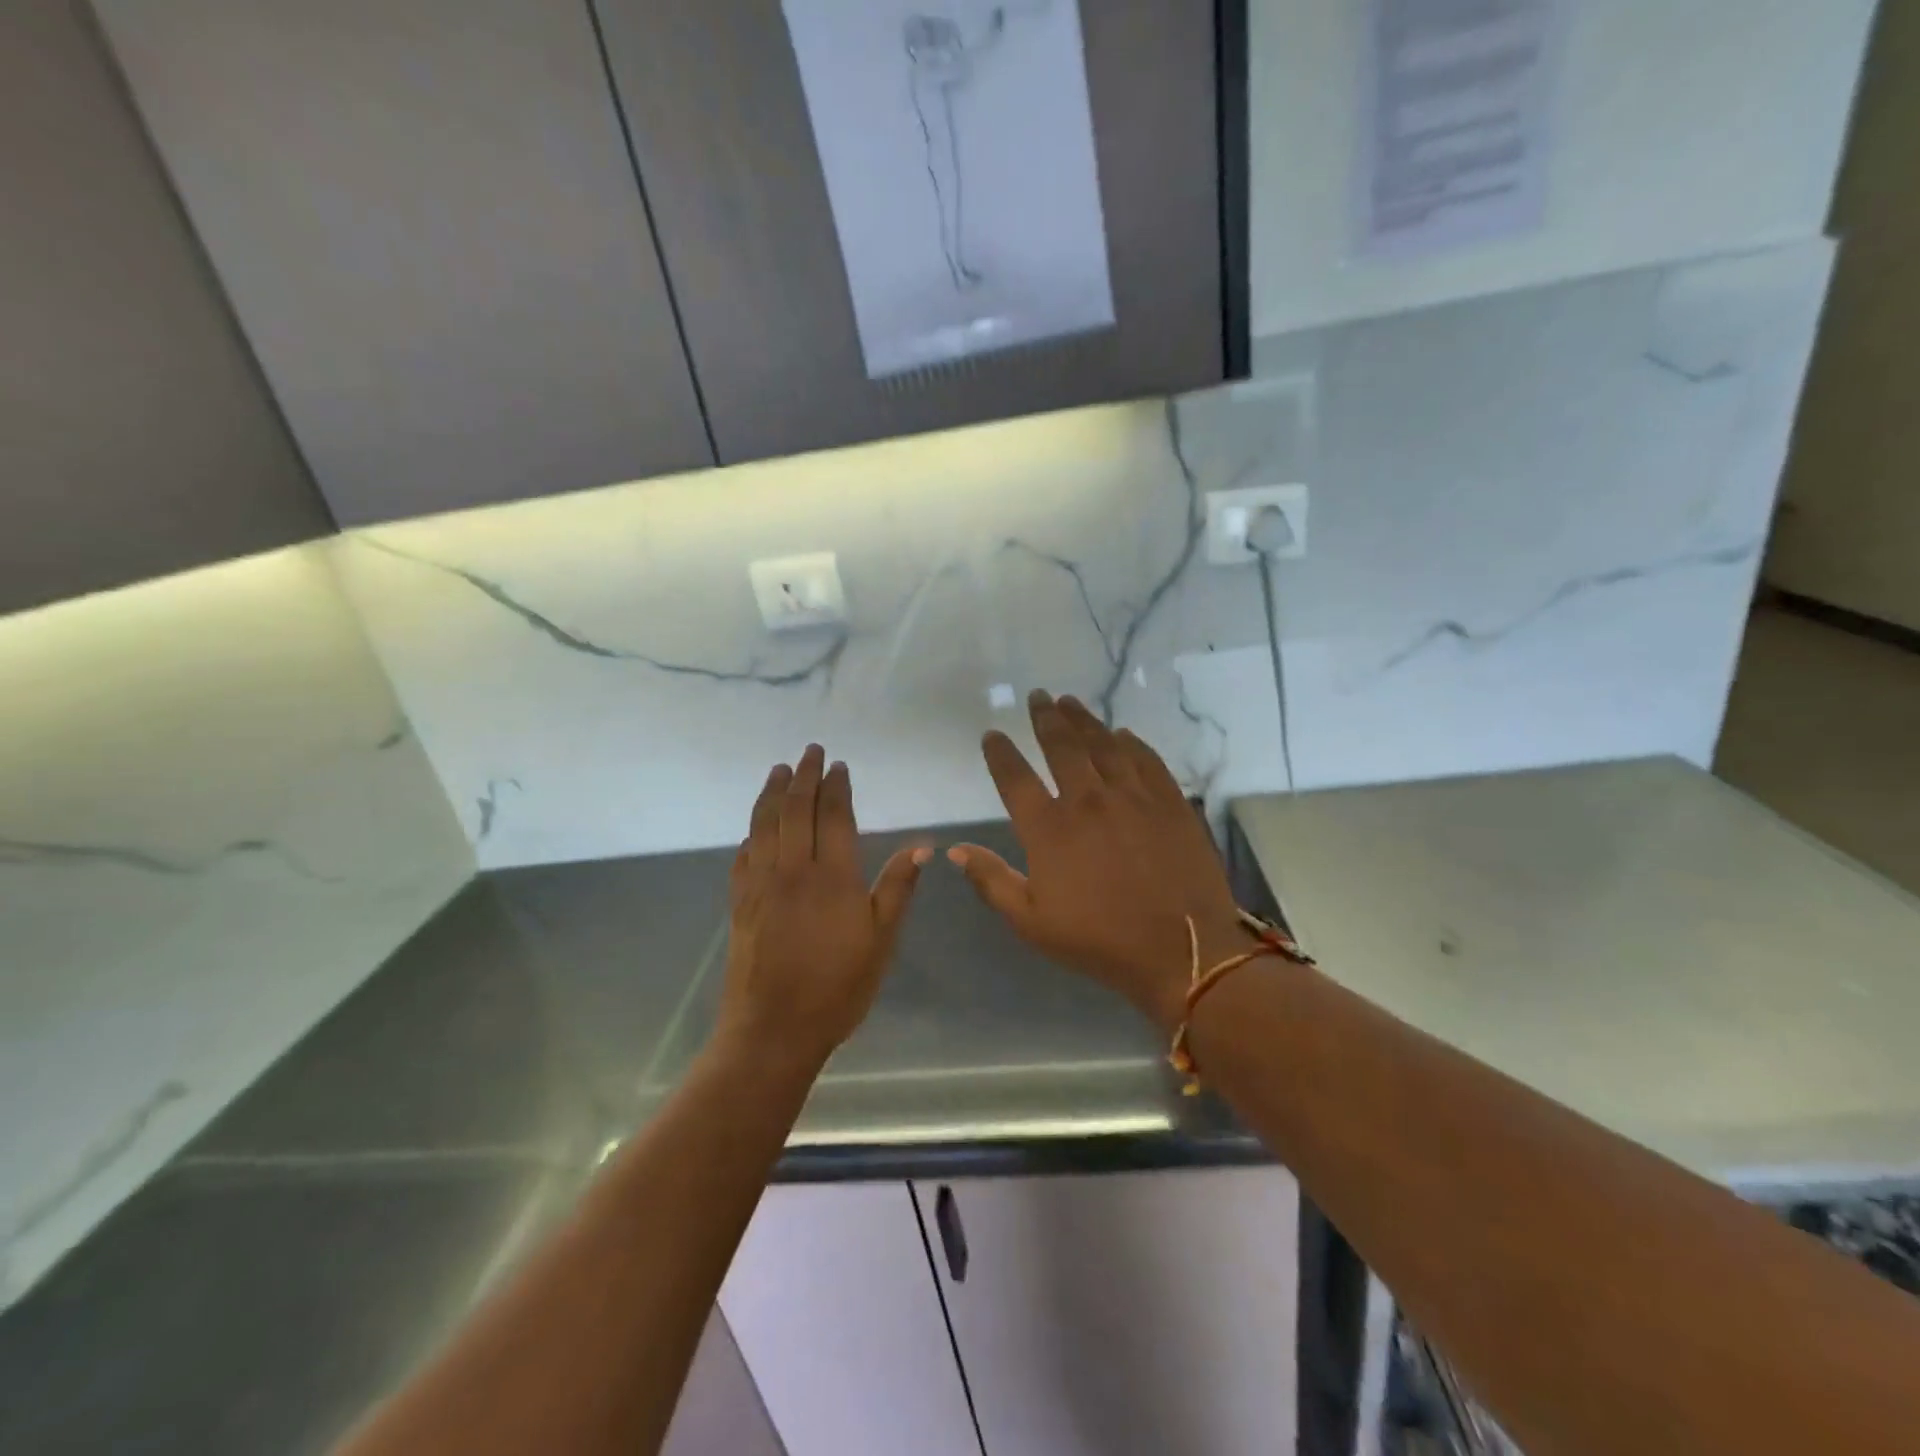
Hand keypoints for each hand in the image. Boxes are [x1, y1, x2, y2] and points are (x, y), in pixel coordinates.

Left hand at [719, 746, 929, 1067]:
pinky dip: (752, 833)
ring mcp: (762, 885)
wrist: (774, 1029)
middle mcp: (793, 870)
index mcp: (833, 876)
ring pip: (765, 825)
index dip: (836, 787)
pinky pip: (744, 855)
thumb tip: (923, 845)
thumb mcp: (881, 941)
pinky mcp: (740, 903)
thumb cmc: (837, 987)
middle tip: (810, 751)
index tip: (839, 765)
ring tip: (778, 771)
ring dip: (772, 793)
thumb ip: (898, 888)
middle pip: (795, 810)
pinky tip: (755, 828)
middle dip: (803, 776)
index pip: (834, 816)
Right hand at [950, 692, 1256, 1030]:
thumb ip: (992, 881)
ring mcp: (1133, 796)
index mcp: (1049, 829)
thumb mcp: (1031, 922)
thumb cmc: (1100, 941)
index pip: (1015, 778)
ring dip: (1084, 719)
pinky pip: (1147, 759)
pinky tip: (1123, 733)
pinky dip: (1131, 742)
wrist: (1183, 951)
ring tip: (1071, 701)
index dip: (1000, 753)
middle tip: (1038, 696)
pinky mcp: (1170, 802)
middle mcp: (1088, 800)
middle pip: (1061, 745)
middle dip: (1045, 717)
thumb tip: (955, 850)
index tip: (993, 734)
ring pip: (1104, 744)